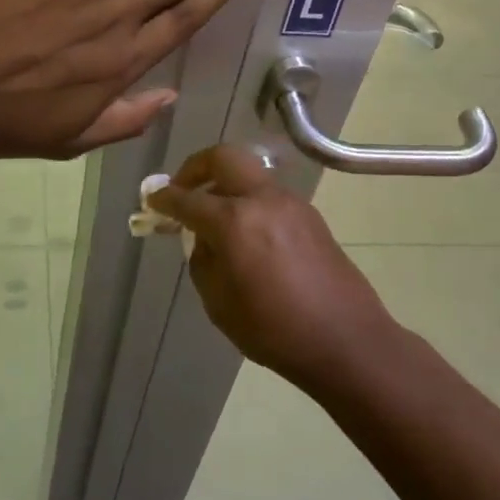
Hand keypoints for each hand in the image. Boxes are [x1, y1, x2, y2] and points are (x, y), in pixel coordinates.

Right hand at [148, 145, 394, 389]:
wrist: (347, 341)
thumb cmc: (275, 331)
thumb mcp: (220, 303)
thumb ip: (204, 260)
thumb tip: (204, 238)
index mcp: (235, 221)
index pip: (188, 199)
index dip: (165, 199)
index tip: (152, 200)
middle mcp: (263, 200)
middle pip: (224, 158)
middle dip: (197, 168)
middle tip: (184, 190)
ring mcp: (291, 204)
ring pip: (249, 174)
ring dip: (226, 184)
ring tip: (215, 216)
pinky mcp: (310, 216)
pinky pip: (269, 195)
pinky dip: (249, 201)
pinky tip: (246, 233)